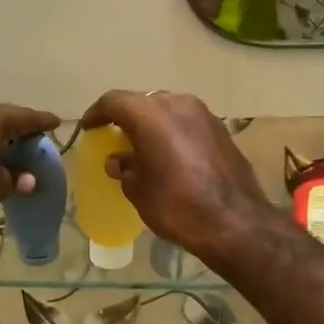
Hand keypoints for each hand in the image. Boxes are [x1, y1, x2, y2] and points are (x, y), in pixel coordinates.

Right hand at [80, 91, 270, 265]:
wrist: (235, 222)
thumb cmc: (176, 205)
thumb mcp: (138, 190)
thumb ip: (125, 169)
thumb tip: (119, 161)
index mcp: (149, 114)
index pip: (114, 101)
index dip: (97, 113)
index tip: (89, 128)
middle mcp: (177, 103)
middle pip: (143, 102)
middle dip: (126, 117)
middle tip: (115, 137)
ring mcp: (203, 114)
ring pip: (168, 110)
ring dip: (152, 124)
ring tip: (142, 147)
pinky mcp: (221, 129)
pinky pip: (187, 123)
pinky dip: (173, 132)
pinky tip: (169, 154)